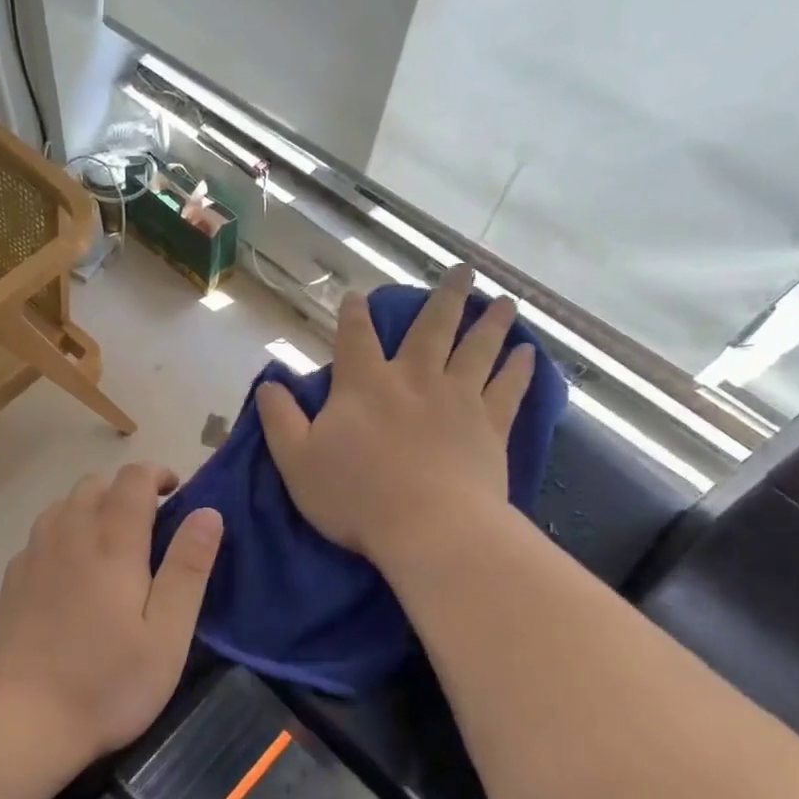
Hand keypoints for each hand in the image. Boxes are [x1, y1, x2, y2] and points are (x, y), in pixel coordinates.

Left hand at [0, 463, 223, 762]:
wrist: (19, 719)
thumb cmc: (106, 682)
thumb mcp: (167, 635)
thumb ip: (188, 569)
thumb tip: (208, 512)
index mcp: (112, 545)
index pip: (133, 479)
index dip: (157, 474)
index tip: (176, 492)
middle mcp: (70, 536)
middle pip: (95, 484)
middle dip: (125, 489)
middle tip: (149, 523)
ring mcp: (34, 556)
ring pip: (63, 504)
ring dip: (91, 506)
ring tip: (110, 541)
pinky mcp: (12, 580)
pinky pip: (41, 533)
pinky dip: (63, 532)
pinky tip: (70, 568)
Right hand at [258, 267, 536, 569]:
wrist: (428, 528)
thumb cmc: (355, 496)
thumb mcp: (296, 460)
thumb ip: (280, 418)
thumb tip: (268, 383)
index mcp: (364, 385)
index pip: (355, 337)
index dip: (354, 313)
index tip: (358, 295)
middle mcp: (414, 379)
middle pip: (432, 328)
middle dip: (446, 297)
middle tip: (463, 269)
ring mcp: (458, 399)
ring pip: (478, 349)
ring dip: (491, 323)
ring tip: (504, 301)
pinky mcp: (491, 426)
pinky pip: (508, 389)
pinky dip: (520, 369)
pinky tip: (529, 354)